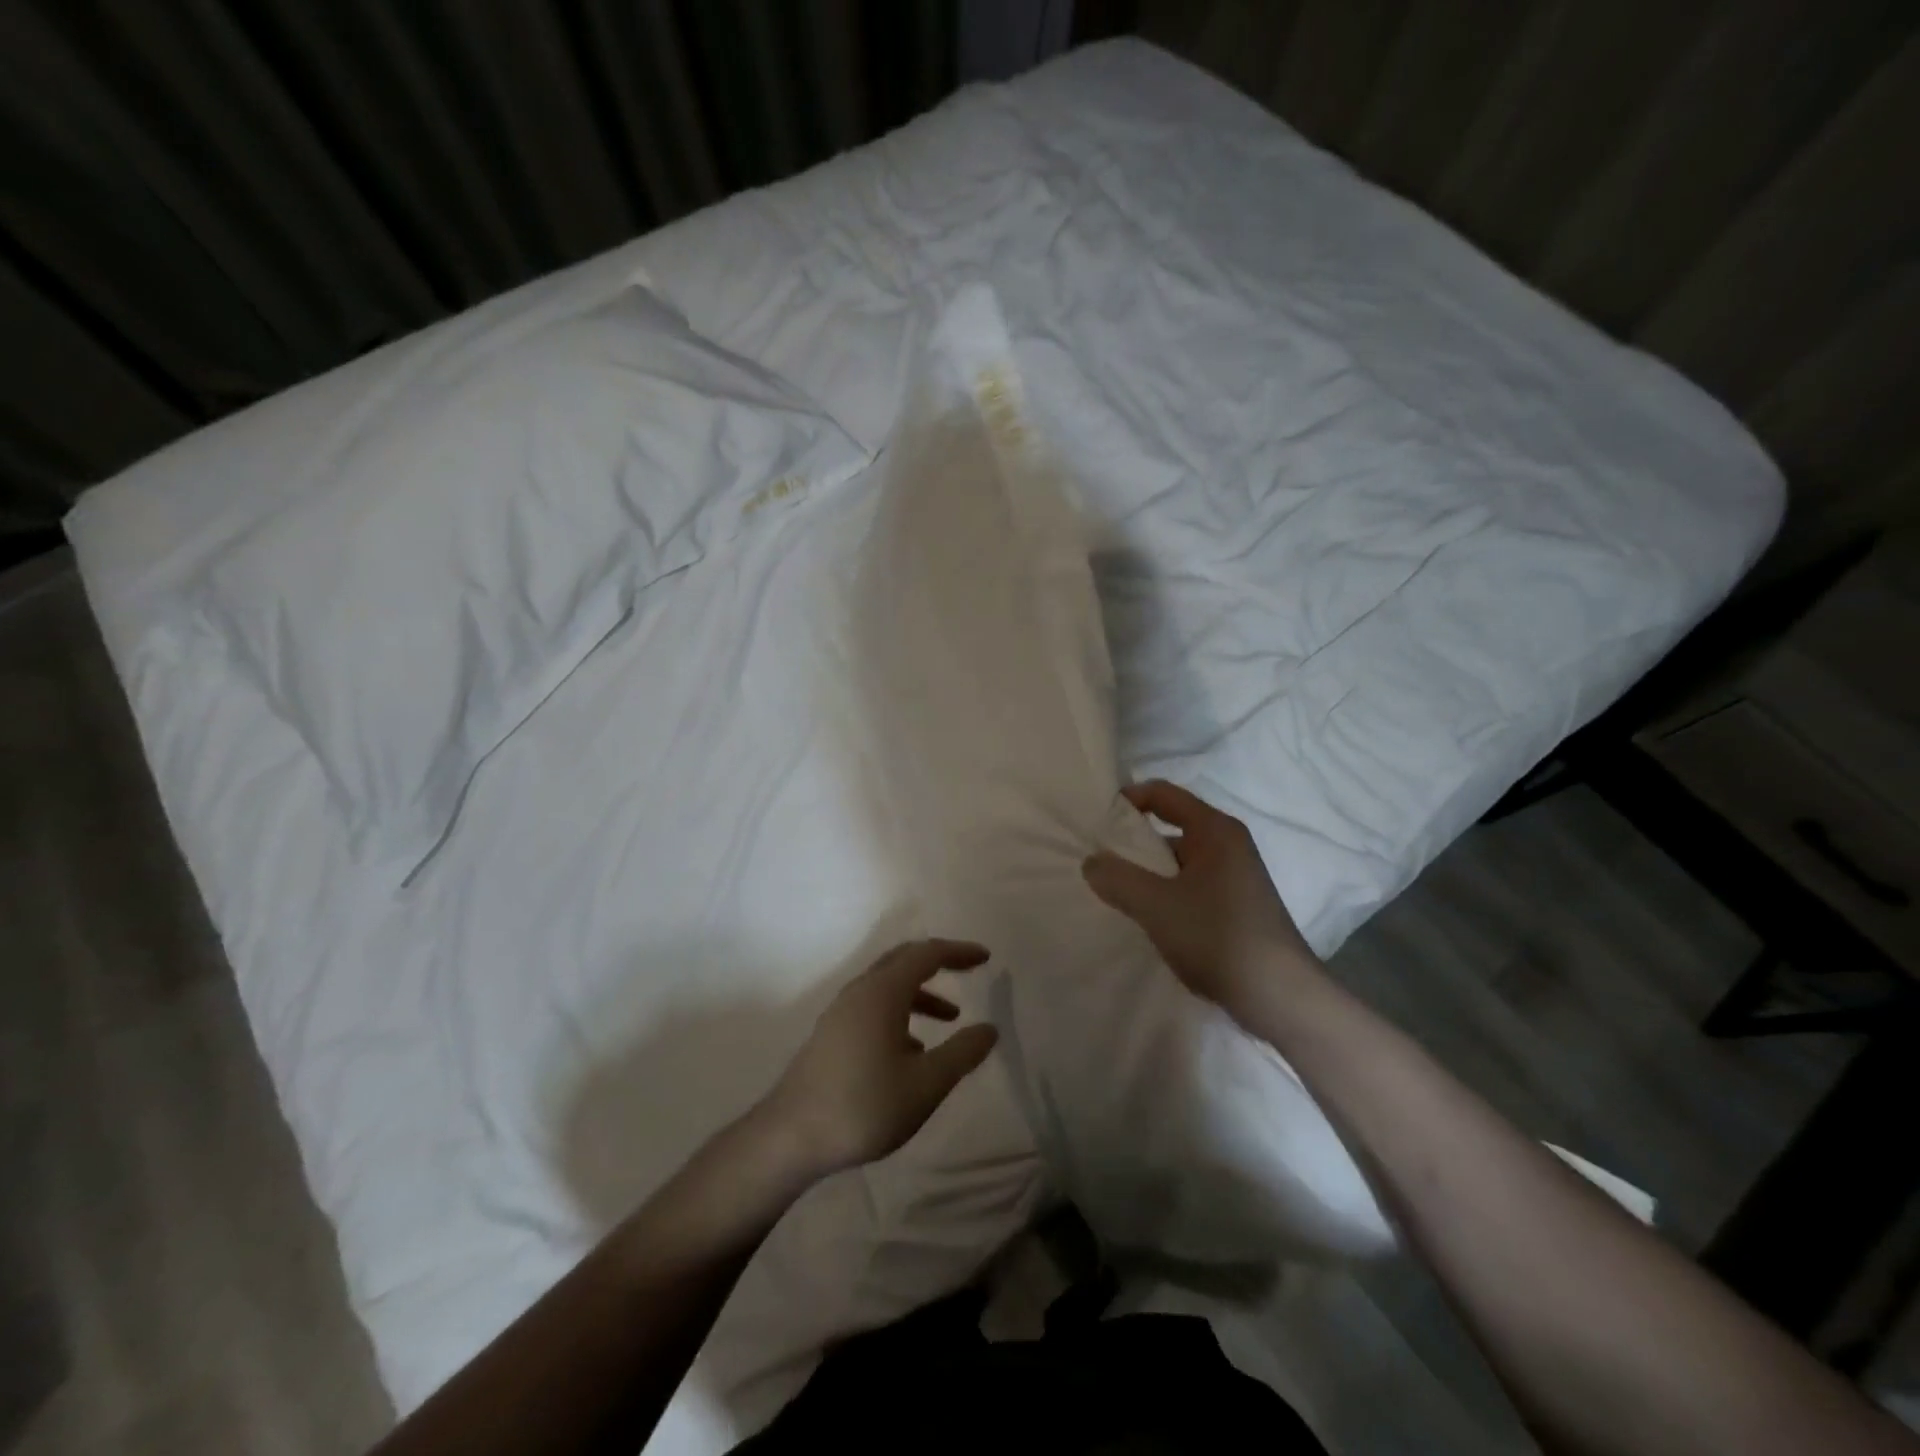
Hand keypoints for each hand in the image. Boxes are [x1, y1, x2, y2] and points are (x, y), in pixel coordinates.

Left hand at [763, 939, 999, 1177]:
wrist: (790, 1137)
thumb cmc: (864, 1106)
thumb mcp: (926, 1084)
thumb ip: (962, 1053)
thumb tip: (990, 1029)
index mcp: (883, 992)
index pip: (927, 954)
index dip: (958, 952)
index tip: (986, 957)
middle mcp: (860, 991)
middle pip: (904, 961)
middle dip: (939, 963)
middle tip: (969, 971)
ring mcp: (841, 1012)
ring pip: (888, 986)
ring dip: (921, 994)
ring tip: (950, 1020)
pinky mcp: (831, 1034)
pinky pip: (874, 1006)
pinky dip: (900, 1013)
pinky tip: (912, 1051)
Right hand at [1082, 780, 1323, 1018]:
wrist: (1279, 996)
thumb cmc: (1217, 936)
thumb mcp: (1155, 905)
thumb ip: (1117, 878)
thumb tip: (1092, 862)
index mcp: (1215, 830)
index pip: (1163, 794)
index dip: (1128, 799)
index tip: (1095, 820)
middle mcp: (1228, 845)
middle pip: (1170, 827)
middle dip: (1133, 842)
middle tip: (1097, 860)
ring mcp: (1235, 877)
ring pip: (1179, 861)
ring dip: (1148, 873)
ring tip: (1114, 892)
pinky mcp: (1236, 906)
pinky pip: (1190, 886)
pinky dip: (1166, 893)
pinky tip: (1147, 918)